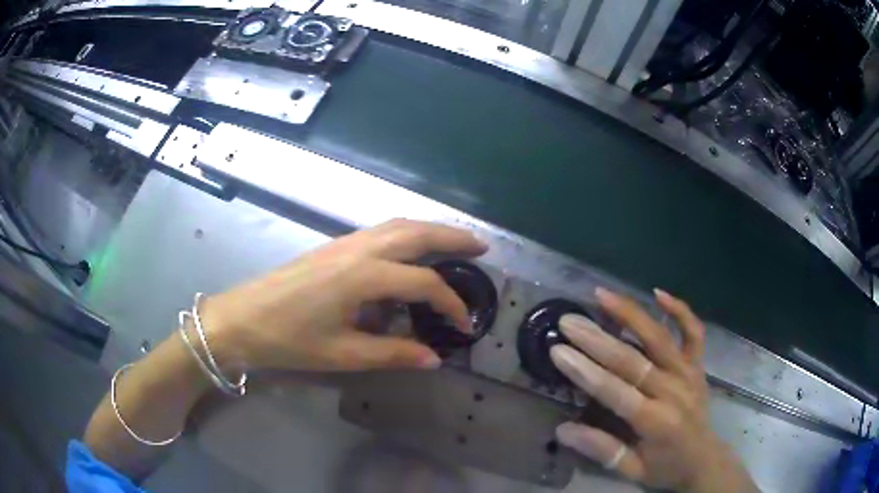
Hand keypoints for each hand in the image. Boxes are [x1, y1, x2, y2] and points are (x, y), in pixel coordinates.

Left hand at [201, 219, 486, 372]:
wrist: (241, 319)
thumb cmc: (289, 339)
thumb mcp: (343, 354)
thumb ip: (392, 353)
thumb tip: (433, 358)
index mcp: (363, 276)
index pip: (423, 283)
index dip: (450, 304)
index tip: (465, 325)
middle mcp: (357, 249)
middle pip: (416, 233)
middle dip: (452, 236)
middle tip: (481, 246)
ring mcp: (343, 243)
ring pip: (397, 226)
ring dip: (429, 230)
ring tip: (453, 242)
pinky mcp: (332, 246)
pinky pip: (379, 231)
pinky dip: (405, 234)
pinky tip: (409, 251)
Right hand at [551, 288, 757, 492]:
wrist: (704, 460)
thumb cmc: (665, 468)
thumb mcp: (631, 470)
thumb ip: (602, 450)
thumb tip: (563, 430)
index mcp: (656, 421)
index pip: (617, 392)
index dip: (586, 372)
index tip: (559, 351)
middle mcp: (674, 391)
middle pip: (633, 360)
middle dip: (597, 339)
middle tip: (569, 321)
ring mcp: (688, 373)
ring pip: (659, 337)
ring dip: (631, 314)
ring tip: (602, 294)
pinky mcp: (697, 365)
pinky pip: (693, 331)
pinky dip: (679, 310)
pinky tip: (658, 293)